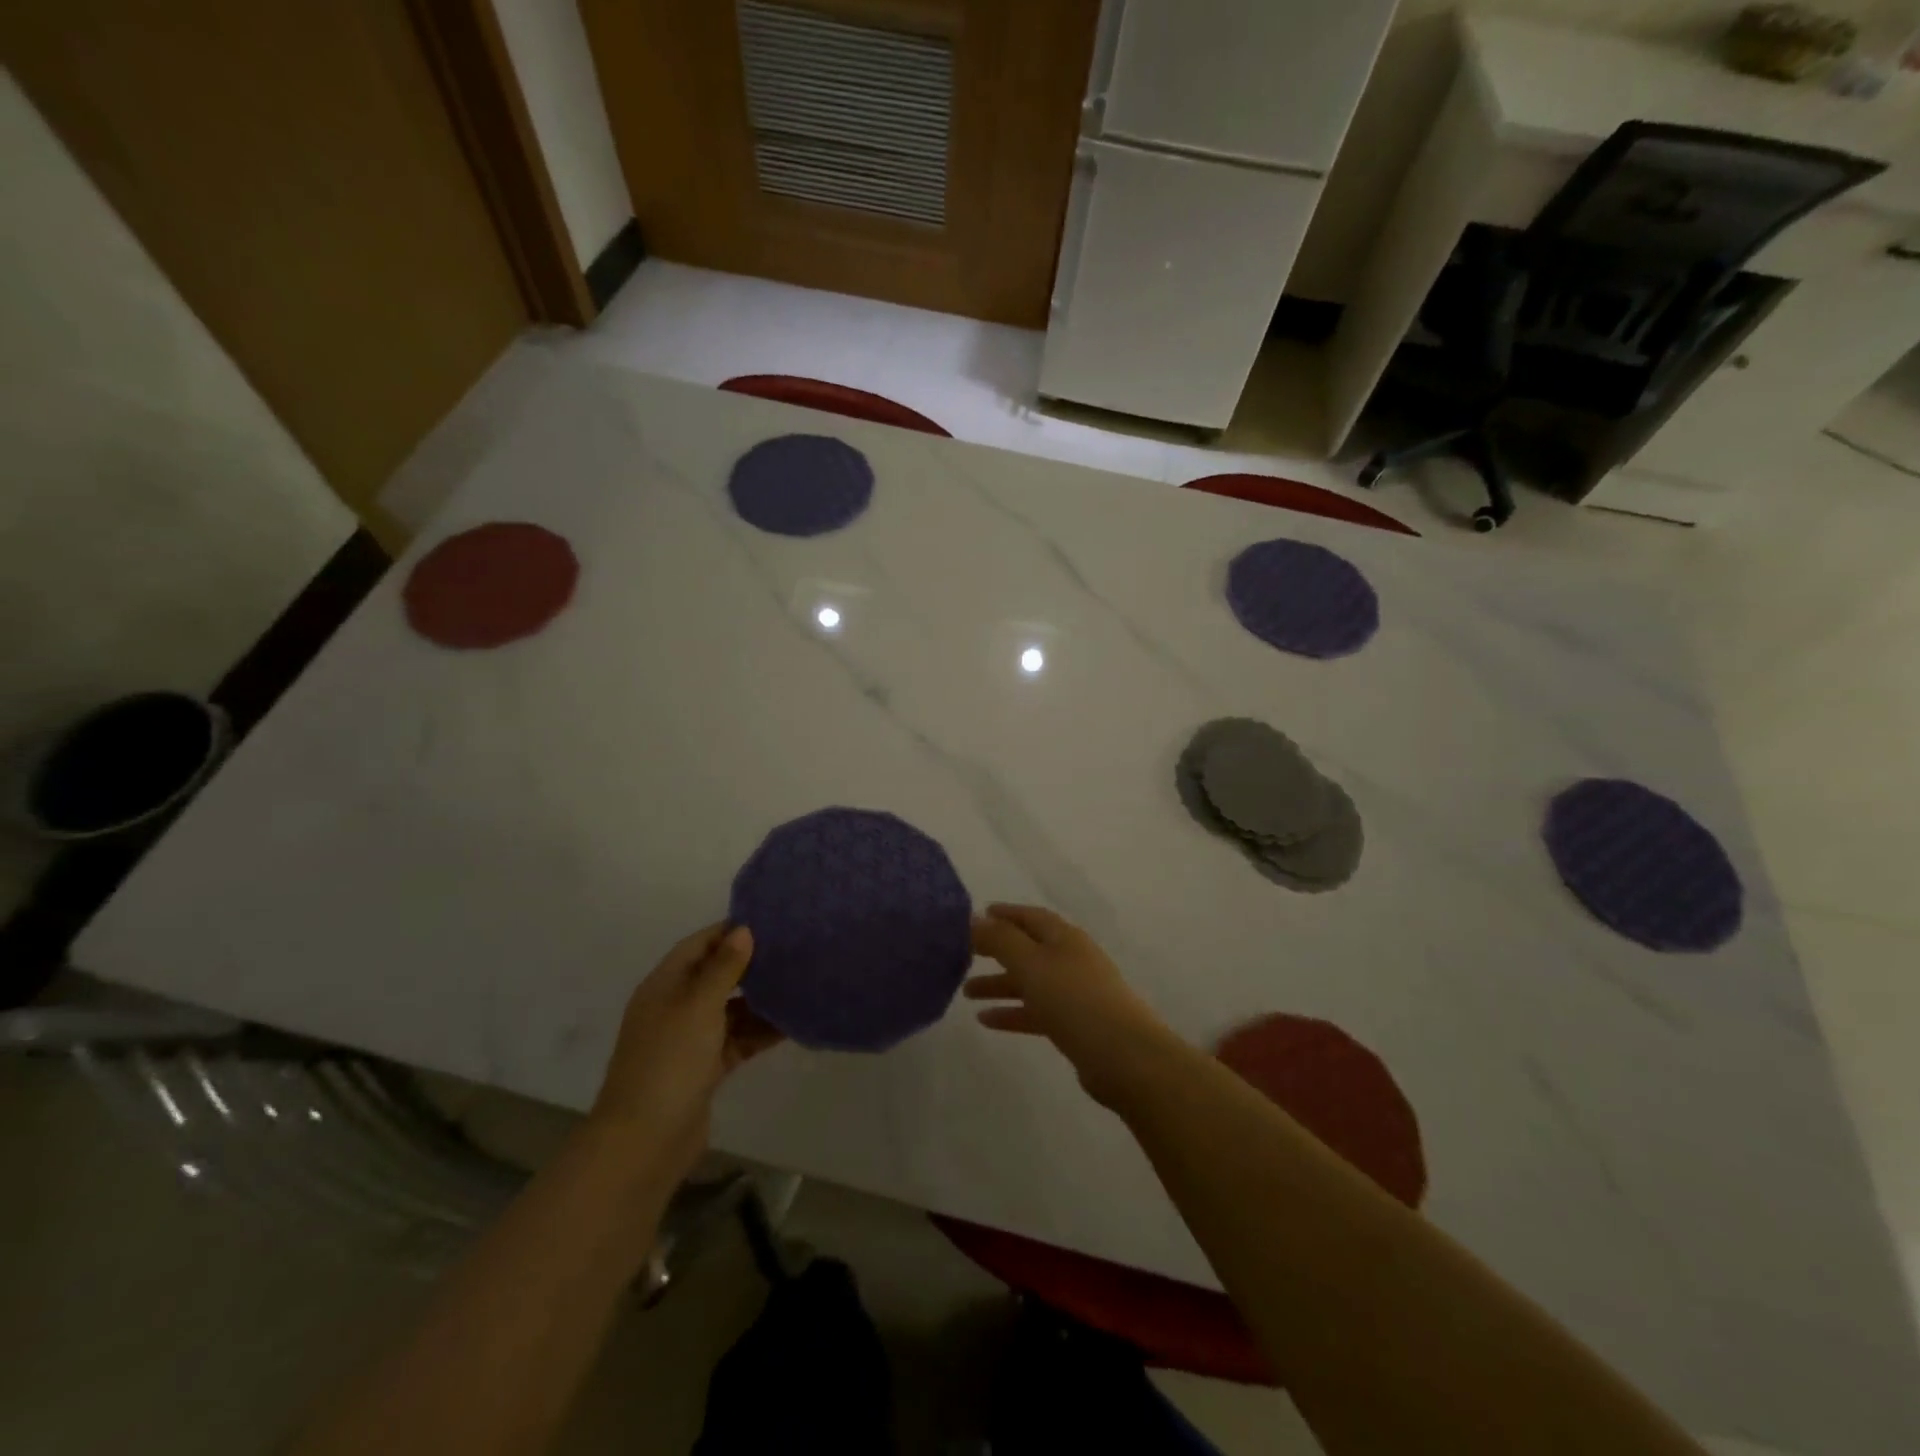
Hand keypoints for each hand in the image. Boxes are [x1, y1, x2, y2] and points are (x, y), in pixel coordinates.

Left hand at [589, 924, 782, 1185]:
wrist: (644, 1142)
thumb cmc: (669, 1062)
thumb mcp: (698, 1006)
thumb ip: (723, 968)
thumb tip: (744, 930)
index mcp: (664, 985)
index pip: (699, 945)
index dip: (729, 931)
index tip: (770, 921)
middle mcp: (675, 1007)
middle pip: (716, 975)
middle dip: (751, 964)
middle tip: (793, 950)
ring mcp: (690, 1040)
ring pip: (731, 1009)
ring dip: (761, 1000)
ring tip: (800, 983)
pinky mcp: (705, 1068)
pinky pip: (737, 1039)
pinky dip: (760, 1032)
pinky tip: (792, 1024)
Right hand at [965, 904, 1178, 1110]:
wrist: (1125, 1057)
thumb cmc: (1074, 1000)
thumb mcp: (1031, 964)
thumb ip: (1001, 940)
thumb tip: (975, 919)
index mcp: (1064, 937)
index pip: (1030, 917)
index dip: (1005, 914)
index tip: (978, 915)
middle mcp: (1071, 959)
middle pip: (1029, 949)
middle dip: (997, 950)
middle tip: (964, 954)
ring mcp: (1076, 993)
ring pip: (1031, 981)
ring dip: (1000, 983)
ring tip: (965, 992)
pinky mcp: (1076, 1024)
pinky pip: (1037, 1011)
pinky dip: (1013, 1012)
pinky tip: (986, 1020)